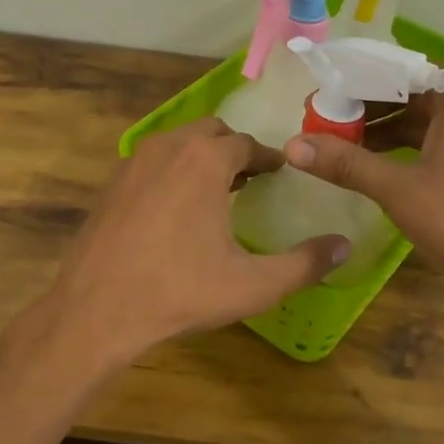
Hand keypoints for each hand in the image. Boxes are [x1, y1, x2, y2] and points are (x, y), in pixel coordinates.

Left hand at [48, 119, 350, 364]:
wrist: (96, 309)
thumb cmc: (180, 292)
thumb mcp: (253, 284)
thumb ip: (305, 264)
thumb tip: (346, 247)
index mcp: (205, 159)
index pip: (246, 144)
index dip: (268, 157)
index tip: (280, 171)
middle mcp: (168, 147)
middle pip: (210, 133)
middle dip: (234, 150)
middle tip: (252, 178)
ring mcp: (133, 162)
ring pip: (177, 143)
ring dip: (201, 157)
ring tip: (218, 191)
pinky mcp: (111, 183)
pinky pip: (152, 162)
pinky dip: (172, 170)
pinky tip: (176, 209)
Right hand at [284, 70, 443, 330]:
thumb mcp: (398, 189)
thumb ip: (344, 162)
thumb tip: (292, 144)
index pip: (391, 70)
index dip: (349, 84)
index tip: (313, 100)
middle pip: (405, 91)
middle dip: (361, 108)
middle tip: (317, 124)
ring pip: (418, 116)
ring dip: (378, 129)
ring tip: (334, 145)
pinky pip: (433, 137)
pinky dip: (402, 146)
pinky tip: (368, 163)